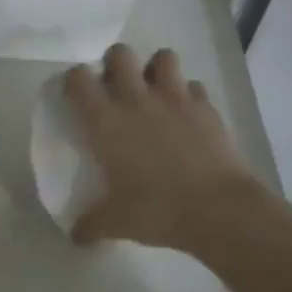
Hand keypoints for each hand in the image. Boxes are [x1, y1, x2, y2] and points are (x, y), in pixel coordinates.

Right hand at [64, 44, 261, 252]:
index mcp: (106, 122)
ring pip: (163, 57)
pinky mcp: (207, 108)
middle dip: (114, 63)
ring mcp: (176, 99)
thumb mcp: (115, 223)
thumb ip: (90, 225)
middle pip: (120, 54)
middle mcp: (137, 100)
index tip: (75, 93)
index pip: (78, 79)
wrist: (218, 210)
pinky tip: (187, 115)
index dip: (73, 79)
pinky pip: (195, 87)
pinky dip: (189, 95)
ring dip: (156, 69)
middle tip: (115, 87)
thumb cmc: (156, 210)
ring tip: (154, 91)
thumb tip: (75, 236)